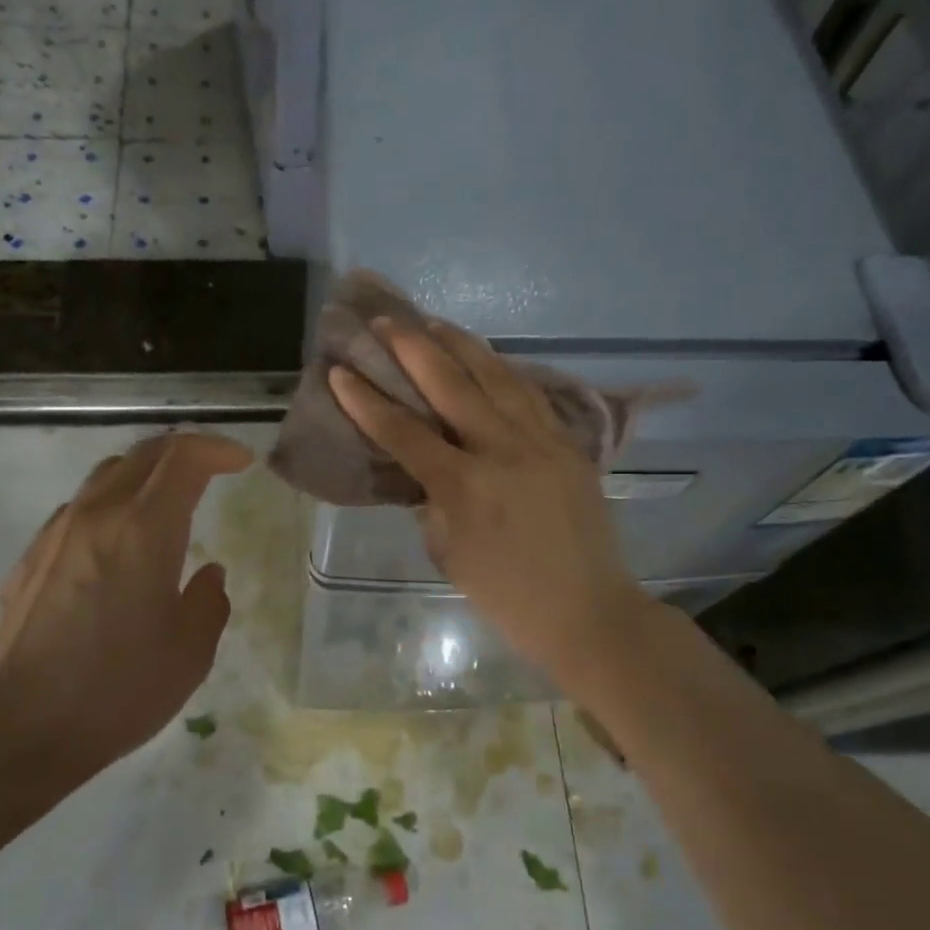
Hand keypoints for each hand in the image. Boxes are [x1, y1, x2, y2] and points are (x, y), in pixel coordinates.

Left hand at [0, 432, 253, 780]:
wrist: (20, 728)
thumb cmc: (118, 689)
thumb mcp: (190, 652)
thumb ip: (209, 602)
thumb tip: (208, 573)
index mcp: (145, 529)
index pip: (183, 458)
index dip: (217, 449)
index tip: (242, 463)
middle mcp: (98, 515)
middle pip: (143, 453)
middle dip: (184, 451)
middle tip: (212, 468)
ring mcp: (58, 533)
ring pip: (106, 475)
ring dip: (145, 474)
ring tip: (167, 501)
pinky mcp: (31, 557)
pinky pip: (79, 509)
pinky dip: (112, 504)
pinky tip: (119, 544)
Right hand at [329, 319, 654, 686]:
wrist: (588, 610)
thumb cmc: (508, 597)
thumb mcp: (450, 555)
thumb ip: (432, 505)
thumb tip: (425, 473)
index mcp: (465, 487)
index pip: (404, 432)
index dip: (366, 400)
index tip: (340, 370)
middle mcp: (503, 451)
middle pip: (451, 384)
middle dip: (412, 347)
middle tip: (385, 319)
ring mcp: (542, 441)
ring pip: (496, 376)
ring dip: (461, 344)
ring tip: (432, 321)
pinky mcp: (568, 443)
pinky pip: (529, 394)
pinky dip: (502, 369)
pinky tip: (485, 357)